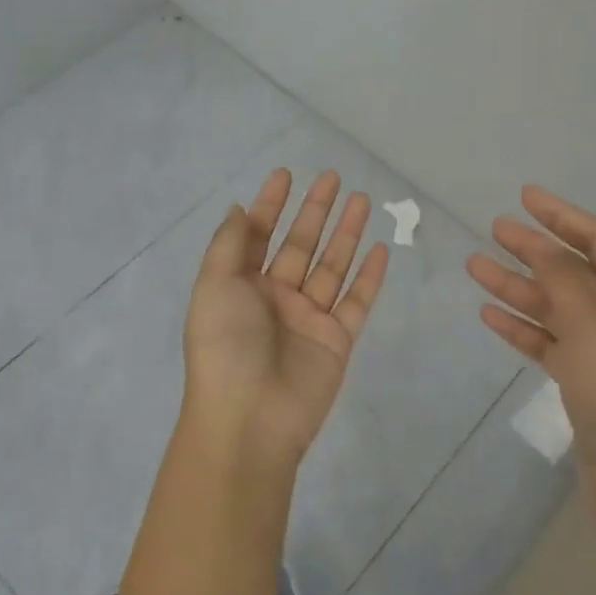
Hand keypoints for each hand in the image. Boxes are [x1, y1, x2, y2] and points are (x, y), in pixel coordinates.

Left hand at [182, 168, 390, 476]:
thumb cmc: (225, 347)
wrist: (250, 420)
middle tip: (333, 176)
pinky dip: (369, 276)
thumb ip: (229, 245)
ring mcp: (308, 318)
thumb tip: (238, 209)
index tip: (286, 174)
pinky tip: (381, 249)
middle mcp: (275, 297)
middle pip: (300, 244)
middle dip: (315, 210)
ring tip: (362, 199)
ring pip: (332, 266)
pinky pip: (356, 301)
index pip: (259, 234)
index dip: (271, 204)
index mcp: (241, 285)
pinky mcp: (337, 340)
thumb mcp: (214, 287)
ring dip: (346, 233)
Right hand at [467, 186, 595, 510]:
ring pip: (560, 309)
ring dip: (520, 288)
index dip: (564, 217)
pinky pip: (554, 343)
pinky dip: (525, 328)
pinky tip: (490, 314)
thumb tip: (545, 248)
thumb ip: (566, 280)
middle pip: (579, 273)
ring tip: (475, 266)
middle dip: (536, 251)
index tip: (526, 197)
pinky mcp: (591, 383)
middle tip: (494, 229)